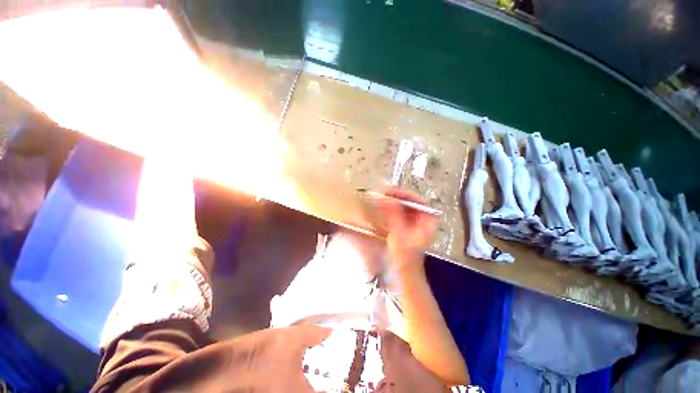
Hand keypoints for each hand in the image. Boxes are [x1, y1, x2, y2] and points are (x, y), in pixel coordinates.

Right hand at [378, 189, 437, 273]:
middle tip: (383, 194)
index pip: (420, 202)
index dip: (407, 195)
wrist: (405, 273)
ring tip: (381, 199)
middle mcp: (424, 220)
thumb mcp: (399, 234)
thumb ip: (394, 215)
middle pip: (412, 203)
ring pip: (405, 208)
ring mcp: (415, 223)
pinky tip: (383, 208)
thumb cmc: (405, 256)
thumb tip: (387, 199)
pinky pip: (400, 214)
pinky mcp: (407, 226)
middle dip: (398, 198)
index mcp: (428, 222)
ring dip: (394, 203)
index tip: (392, 193)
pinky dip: (392, 210)